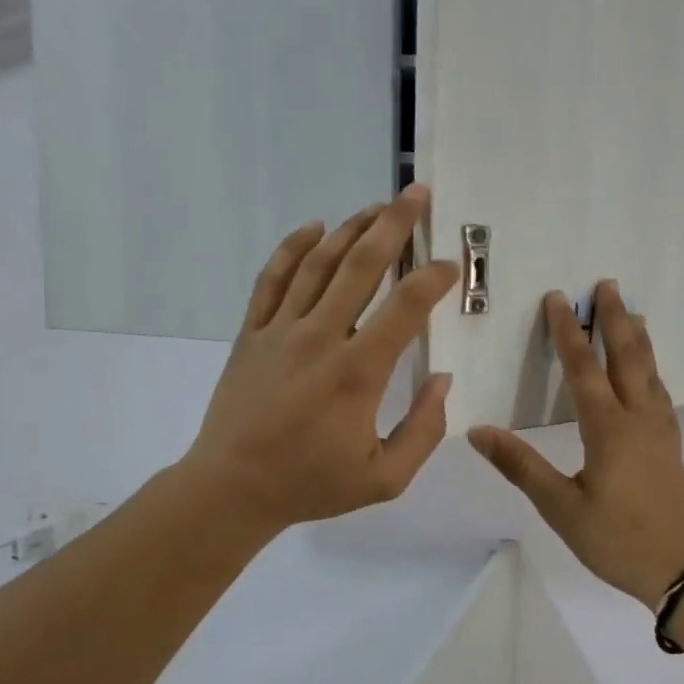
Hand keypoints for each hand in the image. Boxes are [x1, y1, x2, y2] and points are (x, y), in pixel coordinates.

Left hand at [185, 185, 460, 537]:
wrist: (232, 488)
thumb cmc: (312, 483)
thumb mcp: (386, 478)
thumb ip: (424, 430)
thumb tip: (442, 380)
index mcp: (358, 372)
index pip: (406, 307)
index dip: (434, 279)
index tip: (452, 265)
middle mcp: (320, 337)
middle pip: (361, 265)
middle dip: (394, 224)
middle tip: (418, 194)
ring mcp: (280, 330)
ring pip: (319, 263)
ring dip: (351, 228)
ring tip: (378, 206)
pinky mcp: (251, 332)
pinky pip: (272, 278)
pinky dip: (293, 247)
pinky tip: (313, 227)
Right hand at [468, 282, 683, 604]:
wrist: (682, 569)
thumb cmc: (616, 538)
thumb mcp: (560, 507)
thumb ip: (521, 466)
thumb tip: (478, 431)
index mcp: (608, 428)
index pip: (583, 368)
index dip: (568, 332)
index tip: (558, 298)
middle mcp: (638, 418)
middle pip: (627, 357)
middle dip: (615, 319)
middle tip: (608, 285)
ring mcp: (660, 431)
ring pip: (650, 372)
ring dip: (638, 339)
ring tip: (633, 314)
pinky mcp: (671, 446)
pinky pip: (660, 393)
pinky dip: (652, 370)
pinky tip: (650, 375)